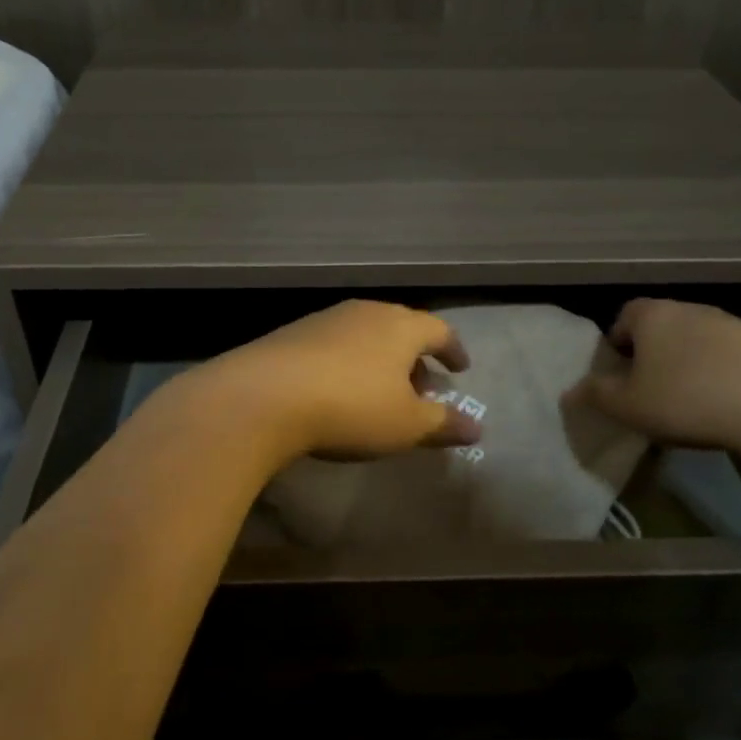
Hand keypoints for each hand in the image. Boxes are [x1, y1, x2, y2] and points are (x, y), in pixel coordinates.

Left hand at [191, 300, 480, 462]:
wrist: (264, 395)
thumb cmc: (351, 407)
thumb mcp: (406, 424)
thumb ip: (443, 423)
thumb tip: (476, 427)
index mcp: (401, 326)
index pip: (440, 330)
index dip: (454, 350)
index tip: (460, 369)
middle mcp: (366, 312)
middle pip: (401, 328)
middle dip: (416, 357)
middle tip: (422, 386)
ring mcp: (326, 319)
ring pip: (366, 334)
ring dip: (380, 359)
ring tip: (381, 390)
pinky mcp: (292, 333)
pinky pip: (335, 344)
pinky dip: (349, 362)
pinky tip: (338, 388)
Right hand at [575, 298, 740, 450]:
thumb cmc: (686, 400)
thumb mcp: (627, 406)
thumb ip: (595, 395)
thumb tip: (571, 390)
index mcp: (652, 315)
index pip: (623, 315)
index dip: (616, 343)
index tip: (620, 374)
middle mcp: (690, 308)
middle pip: (660, 326)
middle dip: (651, 353)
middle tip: (650, 389)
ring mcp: (731, 322)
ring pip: (696, 339)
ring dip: (688, 362)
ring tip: (689, 400)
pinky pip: (729, 355)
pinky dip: (721, 372)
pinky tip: (725, 403)